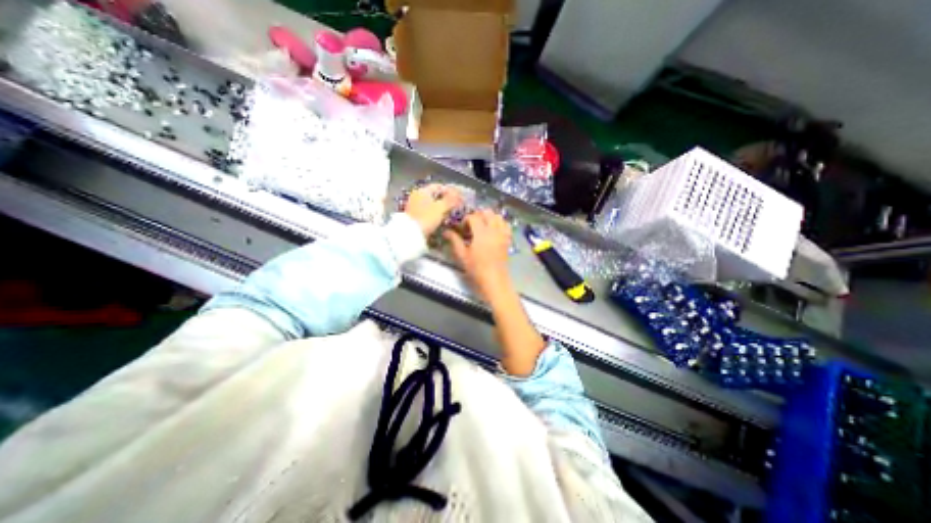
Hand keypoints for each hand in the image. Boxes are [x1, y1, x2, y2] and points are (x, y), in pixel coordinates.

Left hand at [405, 183, 464, 235]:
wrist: (411, 234)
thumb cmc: (426, 218)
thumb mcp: (441, 208)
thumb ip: (451, 200)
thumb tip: (459, 195)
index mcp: (422, 190)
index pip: (439, 186)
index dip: (450, 191)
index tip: (459, 198)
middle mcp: (416, 196)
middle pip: (434, 195)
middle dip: (446, 200)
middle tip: (456, 206)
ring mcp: (413, 206)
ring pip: (431, 204)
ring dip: (440, 208)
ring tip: (449, 214)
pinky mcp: (413, 216)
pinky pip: (426, 211)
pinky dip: (434, 214)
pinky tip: (440, 220)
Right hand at [445, 208, 511, 296]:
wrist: (494, 280)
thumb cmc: (477, 269)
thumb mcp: (462, 255)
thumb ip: (455, 241)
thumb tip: (446, 232)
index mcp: (481, 232)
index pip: (473, 216)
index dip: (465, 220)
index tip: (462, 228)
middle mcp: (494, 230)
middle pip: (487, 212)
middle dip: (478, 215)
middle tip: (471, 225)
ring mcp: (502, 234)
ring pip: (498, 216)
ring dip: (489, 217)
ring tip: (482, 226)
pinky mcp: (507, 240)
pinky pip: (506, 225)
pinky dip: (500, 224)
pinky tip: (494, 231)